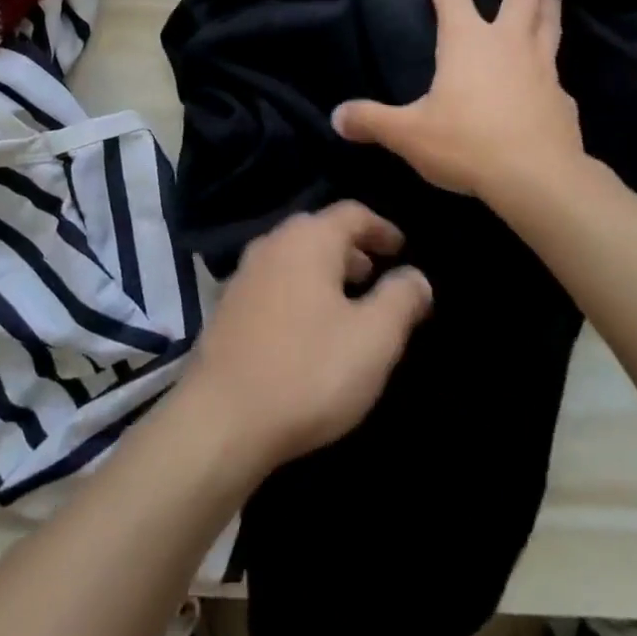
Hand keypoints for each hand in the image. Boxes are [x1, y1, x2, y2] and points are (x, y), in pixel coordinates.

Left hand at [178, 201, 432, 475]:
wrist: (220, 422)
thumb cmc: (308, 371)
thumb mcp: (374, 339)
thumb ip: (401, 299)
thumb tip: (416, 276)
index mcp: (308, 239)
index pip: (352, 213)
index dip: (381, 228)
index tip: (402, 248)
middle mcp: (273, 244)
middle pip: (319, 231)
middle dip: (352, 249)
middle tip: (375, 274)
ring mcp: (244, 275)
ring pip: (294, 258)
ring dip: (324, 271)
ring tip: (347, 303)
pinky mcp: (227, 308)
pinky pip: (274, 283)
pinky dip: (299, 291)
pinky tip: (308, 329)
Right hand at [332, 0, 585, 202]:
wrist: (537, 178)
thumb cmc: (467, 144)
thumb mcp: (409, 135)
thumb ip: (372, 121)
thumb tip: (336, 116)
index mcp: (467, 40)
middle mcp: (508, 42)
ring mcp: (542, 66)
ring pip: (550, 20)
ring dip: (549, 2)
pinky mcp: (562, 95)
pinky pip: (557, 67)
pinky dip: (552, 61)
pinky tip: (548, 73)